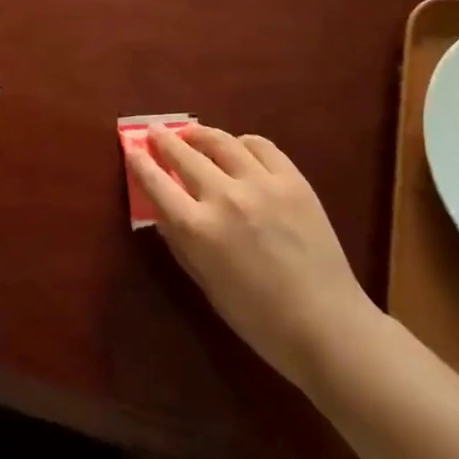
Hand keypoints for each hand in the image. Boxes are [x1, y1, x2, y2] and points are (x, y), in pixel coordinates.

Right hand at [127, 123, 379, 390]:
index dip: (140, 162)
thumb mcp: (207, 284)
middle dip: (164, 141)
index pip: (156, 184)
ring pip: (221, 141)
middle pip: (184, 155)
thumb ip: (182, 242)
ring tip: (191, 133)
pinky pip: (261, 146)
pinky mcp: (293, 180)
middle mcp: (225, 198)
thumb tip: (163, 209)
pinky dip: (243, 142)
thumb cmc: (259, 319)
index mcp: (199, 230)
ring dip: (199, 133)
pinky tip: (238, 147)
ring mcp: (261, 184)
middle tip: (155, 132)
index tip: (131, 149)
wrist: (328, 326)